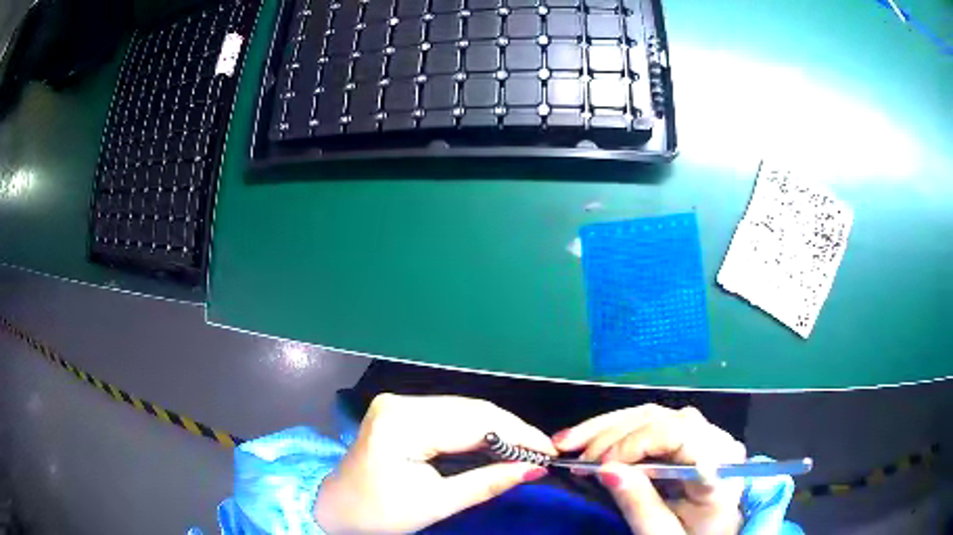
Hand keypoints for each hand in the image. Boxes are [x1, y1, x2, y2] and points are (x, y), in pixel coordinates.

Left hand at [314, 394, 555, 533]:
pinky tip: (497, 443)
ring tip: (526, 450)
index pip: (474, 422)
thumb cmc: (380, 513)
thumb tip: (534, 470)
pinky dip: (477, 430)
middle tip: (542, 453)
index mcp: (402, 423)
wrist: (338, 508)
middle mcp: (400, 402)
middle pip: (471, 410)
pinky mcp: (402, 411)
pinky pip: (450, 415)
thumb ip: (487, 483)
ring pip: (464, 410)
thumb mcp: (436, 504)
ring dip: (498, 429)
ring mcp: (399, 403)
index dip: (518, 435)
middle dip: (512, 431)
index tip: (549, 452)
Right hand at [554, 404, 745, 534]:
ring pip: (653, 414)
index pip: (683, 436)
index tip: (601, 465)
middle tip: (574, 457)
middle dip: (613, 435)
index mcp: (721, 467)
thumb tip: (604, 470)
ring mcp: (703, 432)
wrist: (711, 534)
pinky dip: (615, 428)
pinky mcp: (687, 432)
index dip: (639, 443)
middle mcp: (717, 439)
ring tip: (569, 442)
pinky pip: (650, 421)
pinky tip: (588, 437)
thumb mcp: (661, 532)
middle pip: (664, 420)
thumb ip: (638, 503)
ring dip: (607, 427)